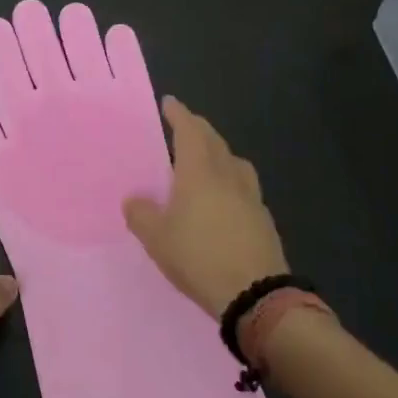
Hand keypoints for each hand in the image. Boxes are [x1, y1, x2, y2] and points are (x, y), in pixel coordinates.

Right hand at [123, 97, 287, 317]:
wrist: (255, 295)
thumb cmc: (199, 258)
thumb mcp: (157, 239)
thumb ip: (142, 215)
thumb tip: (134, 199)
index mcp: (199, 173)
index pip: (189, 132)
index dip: (179, 115)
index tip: (170, 103)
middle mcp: (227, 176)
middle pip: (214, 141)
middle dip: (199, 128)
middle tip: (185, 124)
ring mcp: (250, 197)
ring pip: (234, 162)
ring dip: (220, 151)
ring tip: (208, 158)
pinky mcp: (263, 219)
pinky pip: (244, 185)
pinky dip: (231, 179)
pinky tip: (225, 196)